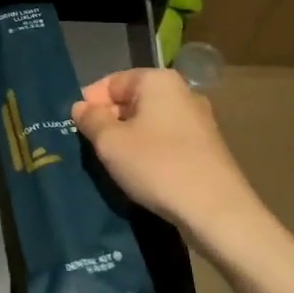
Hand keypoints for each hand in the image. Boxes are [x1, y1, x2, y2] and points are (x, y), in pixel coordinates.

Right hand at [72, 68, 261, 240]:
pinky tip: (142, 174)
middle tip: (92, 148)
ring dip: (129, 139)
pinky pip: (167, 140)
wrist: (217, 211)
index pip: (112, 82)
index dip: (90, 103)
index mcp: (158, 80)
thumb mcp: (111, 143)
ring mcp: (198, 120)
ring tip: (114, 164)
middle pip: (132, 100)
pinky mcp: (207, 147)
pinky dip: (150, 152)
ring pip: (149, 122)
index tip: (77, 129)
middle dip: (110, 121)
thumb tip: (81, 107)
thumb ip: (91, 120)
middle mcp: (182, 92)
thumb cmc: (158, 166)